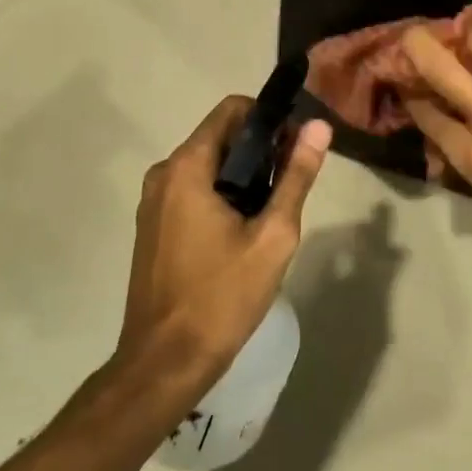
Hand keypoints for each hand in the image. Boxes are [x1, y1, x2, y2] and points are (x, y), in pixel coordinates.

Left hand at [117, 96, 331, 398]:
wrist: (165, 361)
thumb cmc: (223, 296)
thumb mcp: (273, 236)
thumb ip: (296, 177)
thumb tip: (318, 126)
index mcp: (187, 167)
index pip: (232, 110)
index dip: (269, 118)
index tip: (297, 145)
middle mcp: (163, 173)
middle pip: (220, 137)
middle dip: (260, 151)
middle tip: (293, 184)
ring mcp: (153, 201)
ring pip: (207, 167)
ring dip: (243, 177)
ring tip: (273, 213)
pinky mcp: (153, 226)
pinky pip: (193, 191)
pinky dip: (221, 196)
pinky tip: (243, 232)